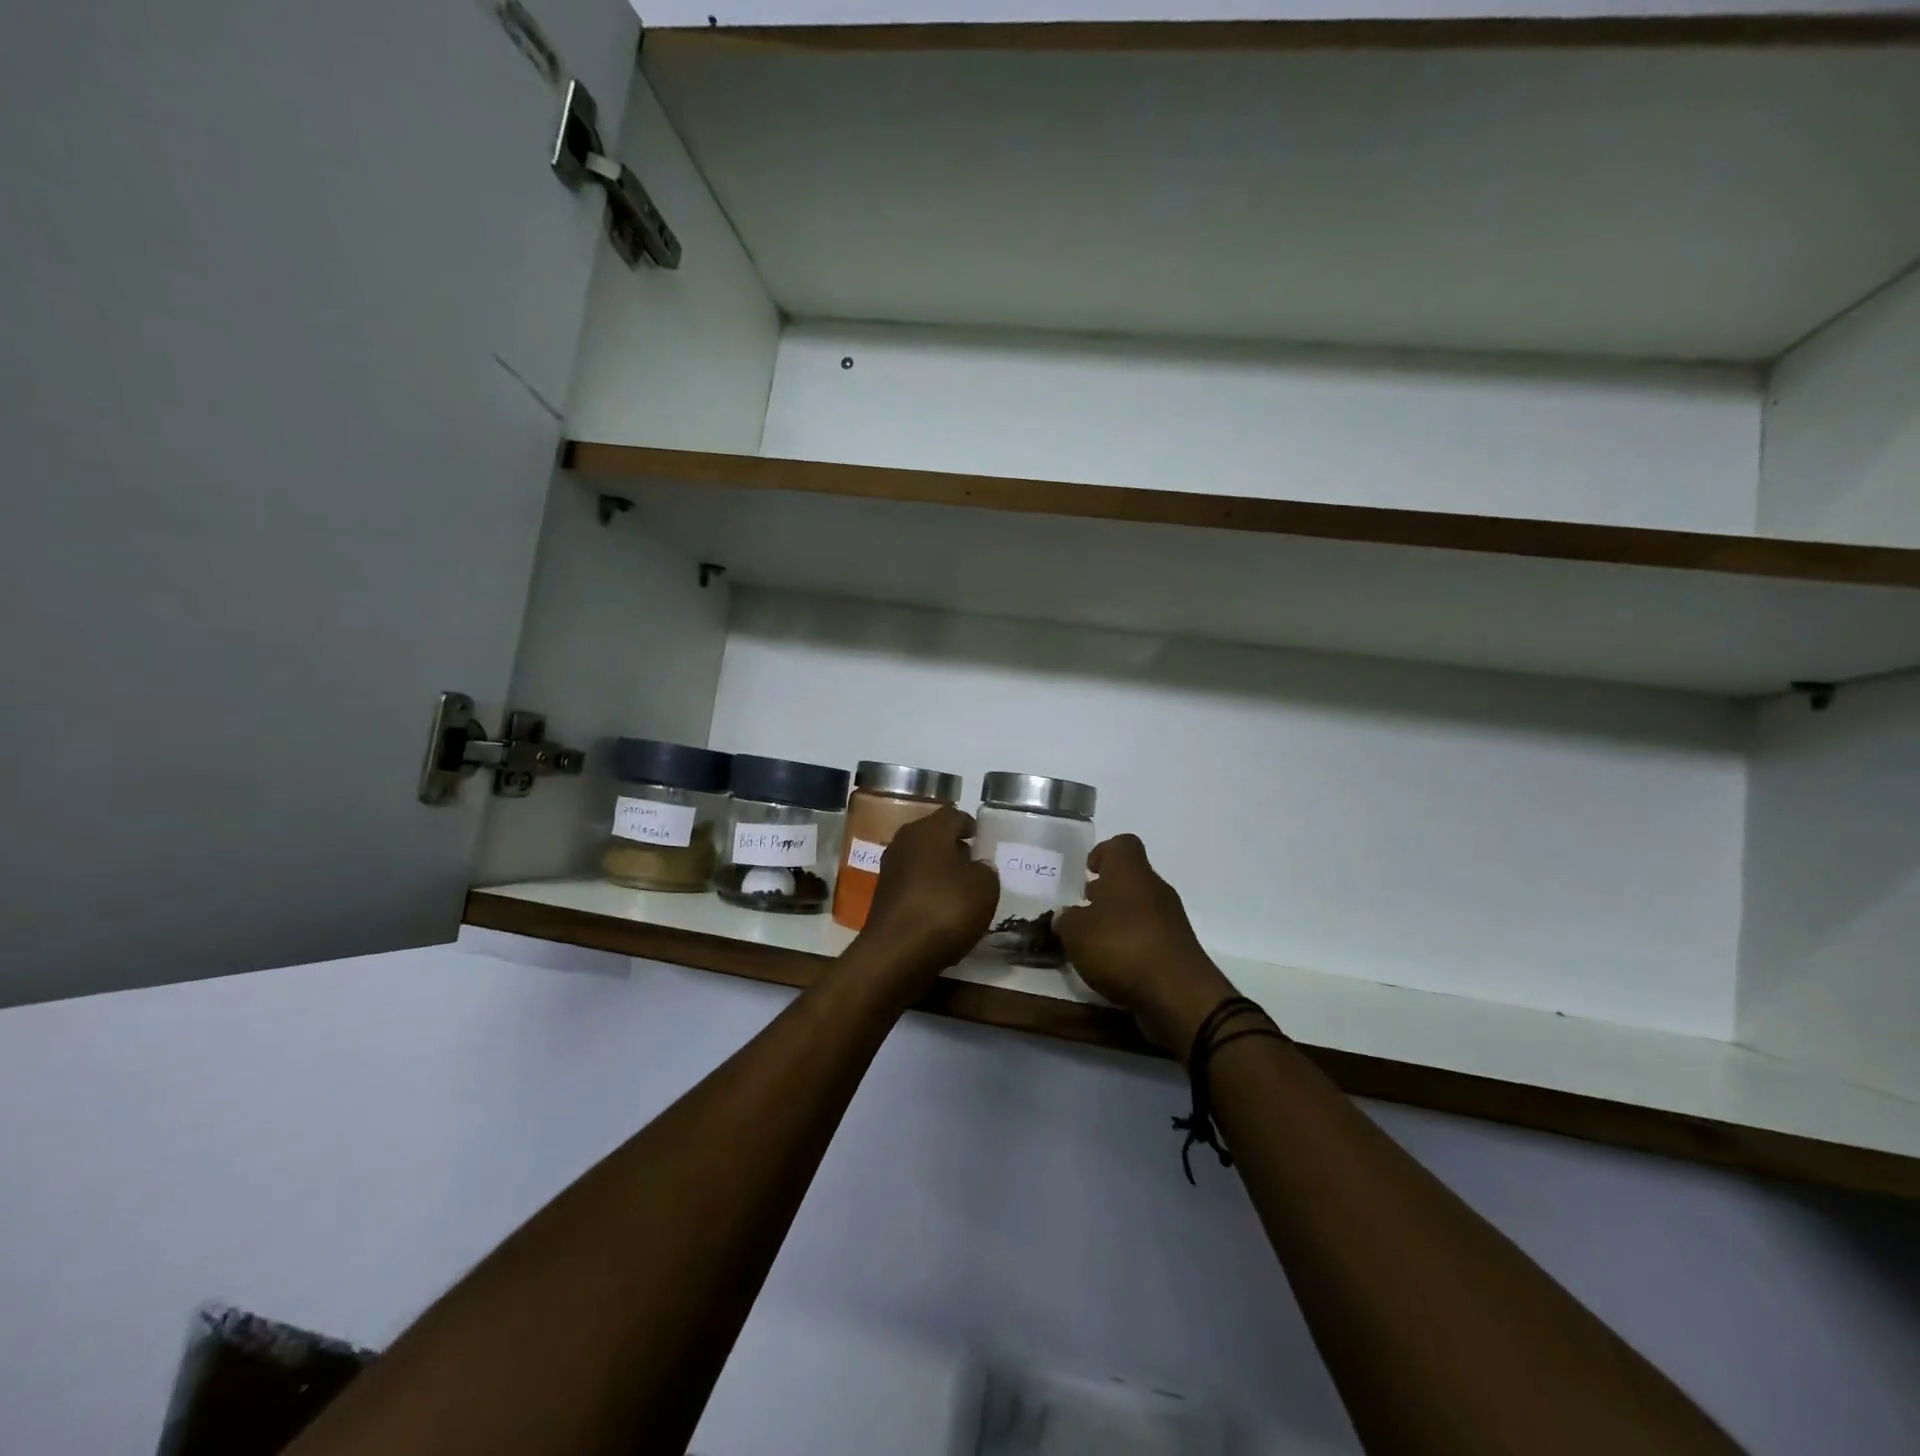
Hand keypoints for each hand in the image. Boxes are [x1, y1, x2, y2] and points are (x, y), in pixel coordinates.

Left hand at [851, 806, 999, 1001]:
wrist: (896, 953)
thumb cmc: (945, 909)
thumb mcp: (984, 888)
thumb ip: (985, 871)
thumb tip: (977, 867)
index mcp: (929, 830)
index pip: (953, 815)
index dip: (969, 824)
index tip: (980, 837)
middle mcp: (904, 842)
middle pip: (933, 836)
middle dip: (953, 847)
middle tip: (973, 862)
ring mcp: (890, 870)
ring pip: (921, 861)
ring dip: (939, 870)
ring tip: (961, 889)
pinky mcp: (883, 897)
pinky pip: (912, 886)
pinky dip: (927, 892)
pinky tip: (941, 910)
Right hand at [1054, 835, 1241, 1058]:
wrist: (1177, 994)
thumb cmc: (1121, 947)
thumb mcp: (1076, 932)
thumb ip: (1065, 920)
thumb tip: (1065, 916)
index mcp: (1130, 872)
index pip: (1122, 844)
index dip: (1103, 852)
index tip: (1087, 872)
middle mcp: (1154, 888)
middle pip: (1130, 878)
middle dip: (1105, 892)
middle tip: (1082, 911)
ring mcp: (1171, 919)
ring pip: (1139, 908)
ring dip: (1117, 920)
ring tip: (1092, 943)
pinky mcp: (1177, 949)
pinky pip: (1149, 936)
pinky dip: (1131, 945)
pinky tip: (1113, 965)